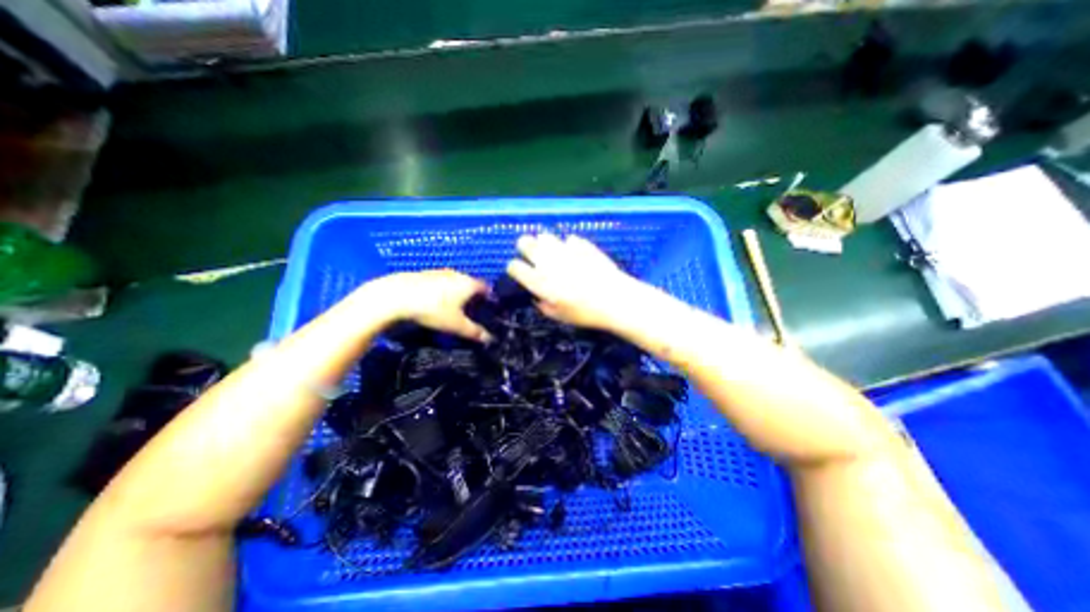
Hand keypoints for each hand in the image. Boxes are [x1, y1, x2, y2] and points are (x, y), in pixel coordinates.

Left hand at [377, 270, 492, 342]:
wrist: (396, 296)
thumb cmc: (433, 310)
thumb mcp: (456, 325)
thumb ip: (474, 332)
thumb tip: (489, 339)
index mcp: (469, 283)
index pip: (486, 287)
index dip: (489, 298)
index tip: (488, 309)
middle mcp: (457, 274)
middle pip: (471, 284)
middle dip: (472, 296)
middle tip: (471, 311)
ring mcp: (440, 272)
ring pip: (455, 282)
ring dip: (457, 292)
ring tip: (452, 308)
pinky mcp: (425, 274)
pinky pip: (441, 282)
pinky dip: (442, 291)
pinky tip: (434, 302)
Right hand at [507, 231, 639, 328]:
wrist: (614, 298)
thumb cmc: (584, 313)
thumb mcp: (558, 316)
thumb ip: (542, 305)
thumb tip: (537, 295)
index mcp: (538, 280)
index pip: (514, 266)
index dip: (514, 268)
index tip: (520, 272)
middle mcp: (546, 261)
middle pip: (524, 242)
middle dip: (524, 248)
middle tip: (532, 256)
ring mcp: (564, 249)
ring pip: (544, 236)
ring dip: (545, 244)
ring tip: (553, 253)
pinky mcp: (581, 244)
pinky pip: (567, 239)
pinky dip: (568, 245)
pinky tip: (574, 254)